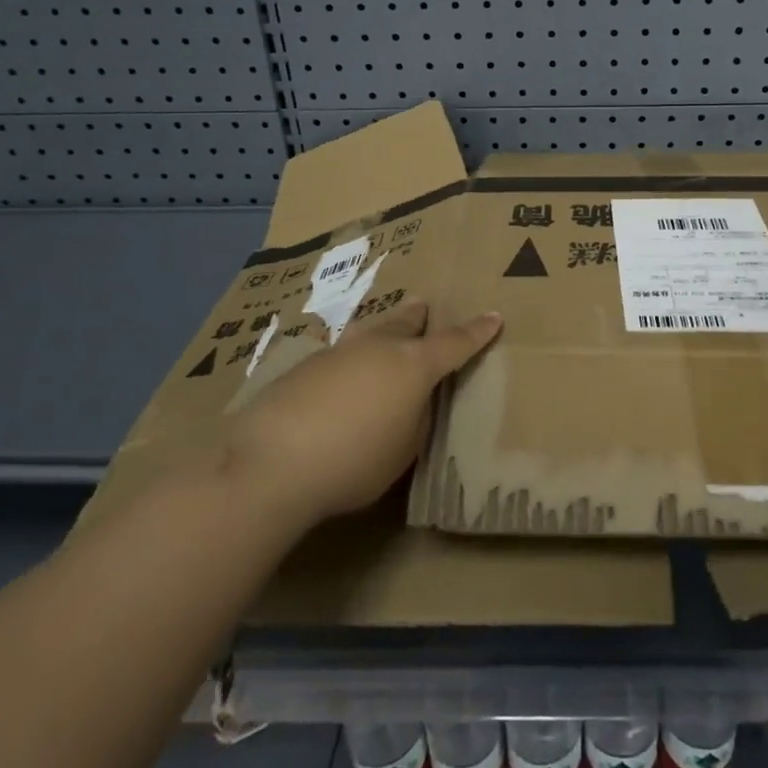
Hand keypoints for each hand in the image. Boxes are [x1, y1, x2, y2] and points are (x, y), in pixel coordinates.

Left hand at [223, 300, 501, 526]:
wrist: (273, 461)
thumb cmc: (355, 461)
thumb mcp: (404, 449)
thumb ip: (416, 418)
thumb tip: (411, 401)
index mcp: (414, 365)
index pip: (455, 343)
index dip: (477, 332)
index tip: (494, 317)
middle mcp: (379, 347)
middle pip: (406, 323)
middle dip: (419, 316)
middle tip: (425, 307)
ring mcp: (339, 352)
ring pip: (370, 333)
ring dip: (383, 331)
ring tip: (385, 332)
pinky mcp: (305, 366)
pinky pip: (340, 355)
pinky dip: (351, 361)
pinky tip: (341, 378)